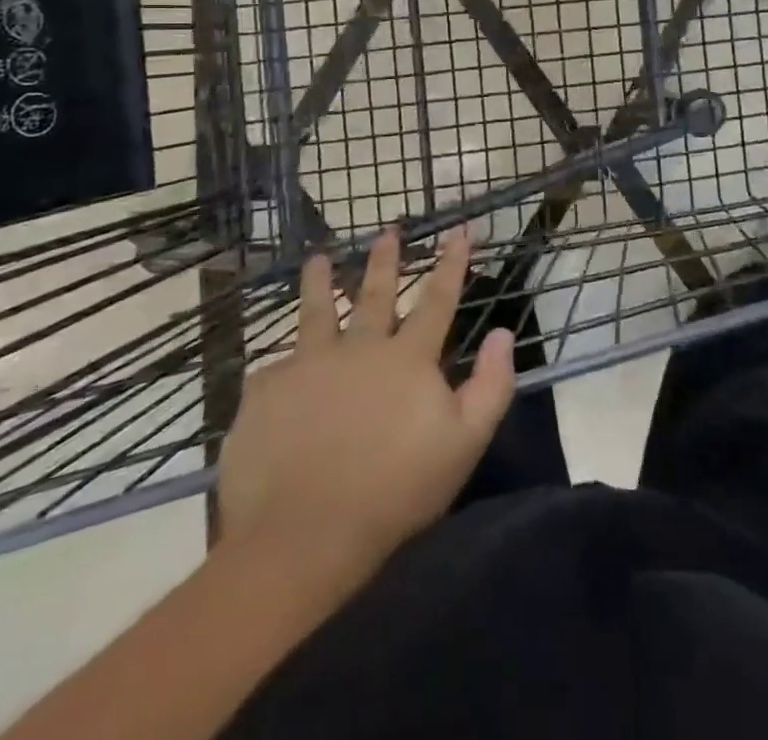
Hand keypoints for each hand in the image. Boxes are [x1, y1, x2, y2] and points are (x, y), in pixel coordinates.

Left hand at [216, 229, 515, 585]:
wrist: (302, 538)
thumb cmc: (396, 492)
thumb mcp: (465, 443)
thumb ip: (491, 385)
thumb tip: (503, 334)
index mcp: (407, 359)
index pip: (438, 299)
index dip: (452, 262)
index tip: (459, 228)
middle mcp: (358, 348)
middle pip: (376, 294)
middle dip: (386, 259)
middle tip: (388, 229)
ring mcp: (307, 366)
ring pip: (316, 313)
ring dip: (321, 283)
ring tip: (319, 259)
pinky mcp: (265, 392)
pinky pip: (273, 366)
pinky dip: (280, 360)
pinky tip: (274, 362)